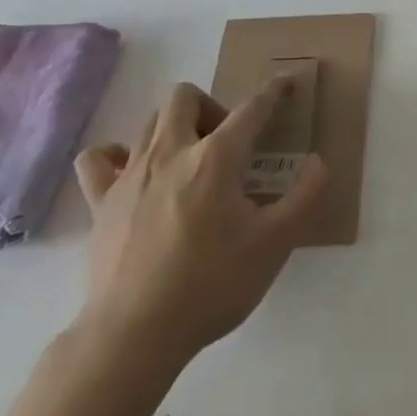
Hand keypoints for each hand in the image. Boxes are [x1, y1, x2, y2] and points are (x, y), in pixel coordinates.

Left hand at [72, 80, 325, 375]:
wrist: (135, 334)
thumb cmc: (212, 284)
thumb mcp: (275, 244)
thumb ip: (305, 197)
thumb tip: (317, 162)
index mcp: (216, 158)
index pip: (251, 109)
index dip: (272, 91)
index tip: (285, 81)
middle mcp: (170, 152)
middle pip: (185, 96)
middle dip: (211, 106)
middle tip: (228, 144)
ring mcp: (129, 174)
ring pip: (149, 121)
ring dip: (175, 128)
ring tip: (191, 163)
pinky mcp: (99, 202)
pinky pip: (99, 158)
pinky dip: (117, 155)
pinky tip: (135, 175)